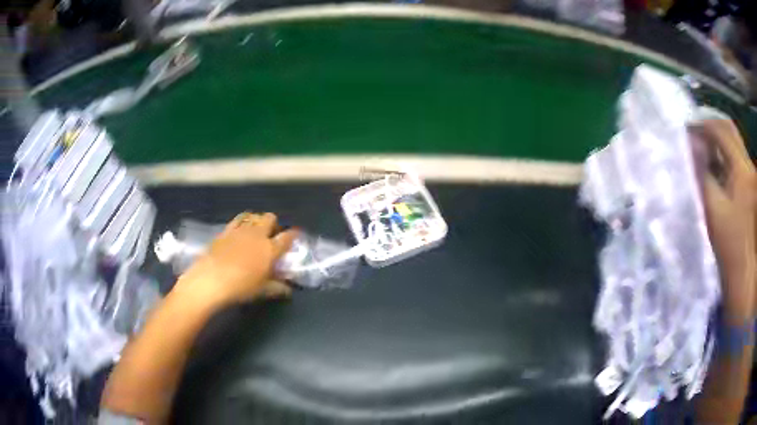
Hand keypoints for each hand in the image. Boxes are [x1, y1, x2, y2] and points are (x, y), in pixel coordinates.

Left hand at [175, 212, 297, 307]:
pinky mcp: (226, 230)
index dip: (293, 234)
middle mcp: (257, 235)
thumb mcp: (262, 290)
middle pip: (269, 218)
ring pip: (253, 216)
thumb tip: (288, 290)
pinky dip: (242, 221)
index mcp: (270, 249)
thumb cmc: (241, 287)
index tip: (295, 234)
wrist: (212, 278)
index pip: (287, 237)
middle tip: (271, 234)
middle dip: (273, 223)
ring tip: (255, 230)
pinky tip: (240, 229)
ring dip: (257, 220)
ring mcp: (240, 230)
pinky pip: (238, 219)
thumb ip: (277, 287)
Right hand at [691, 119, 756, 323]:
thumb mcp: (715, 213)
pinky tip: (716, 168)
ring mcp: (751, 176)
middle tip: (695, 135)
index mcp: (741, 170)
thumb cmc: (733, 250)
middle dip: (712, 128)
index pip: (720, 131)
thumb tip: (692, 152)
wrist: (748, 278)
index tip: (685, 130)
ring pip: (734, 145)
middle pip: (729, 131)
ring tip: (703, 151)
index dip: (702, 126)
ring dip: (718, 143)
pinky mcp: (751, 187)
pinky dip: (725, 158)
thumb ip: (703, 178)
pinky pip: (737, 161)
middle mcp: (748, 166)